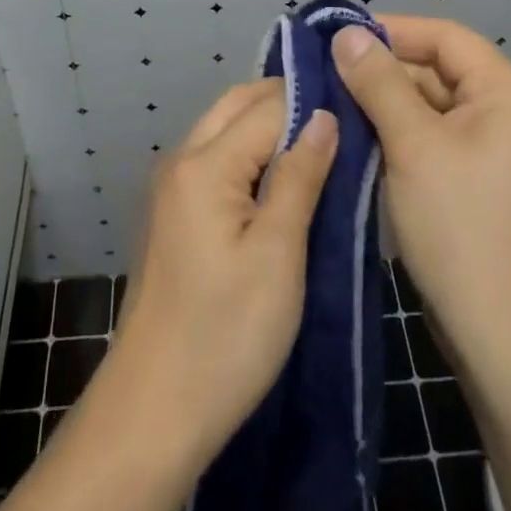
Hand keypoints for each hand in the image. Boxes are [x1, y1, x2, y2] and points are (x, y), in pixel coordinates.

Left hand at [103, 80, 337, 469]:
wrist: (153, 409)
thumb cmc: (226, 336)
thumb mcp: (278, 256)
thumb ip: (300, 177)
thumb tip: (325, 116)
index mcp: (205, 164)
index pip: (267, 107)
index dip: (312, 101)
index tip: (357, 102)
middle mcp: (181, 160)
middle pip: (237, 104)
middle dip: (286, 102)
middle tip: (340, 118)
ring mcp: (172, 187)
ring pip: (224, 128)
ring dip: (267, 125)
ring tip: (320, 145)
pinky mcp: (173, 213)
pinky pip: (215, 157)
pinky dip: (248, 151)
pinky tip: (281, 177)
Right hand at [331, 16, 510, 357]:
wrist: (507, 346)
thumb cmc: (463, 230)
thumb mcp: (413, 145)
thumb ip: (378, 82)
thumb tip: (346, 34)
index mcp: (508, 93)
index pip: (444, 36)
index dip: (391, 29)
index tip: (336, 36)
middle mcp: (508, 114)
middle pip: (437, 70)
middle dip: (381, 71)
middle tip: (321, 74)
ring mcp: (495, 152)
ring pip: (430, 107)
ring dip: (383, 105)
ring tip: (327, 103)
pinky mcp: (478, 184)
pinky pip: (432, 140)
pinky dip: (396, 136)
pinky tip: (354, 140)